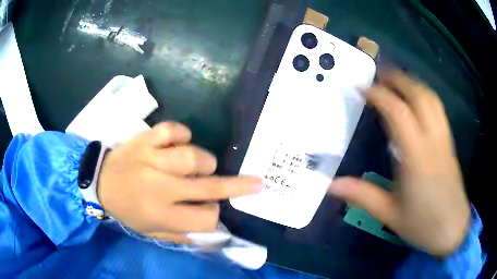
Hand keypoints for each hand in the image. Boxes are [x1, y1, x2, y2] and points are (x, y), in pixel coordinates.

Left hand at [97, 122, 261, 242]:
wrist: (99, 183)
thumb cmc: (126, 210)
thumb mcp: (151, 232)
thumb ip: (180, 236)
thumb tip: (210, 235)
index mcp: (163, 215)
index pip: (205, 218)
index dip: (214, 215)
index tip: (211, 210)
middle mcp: (161, 188)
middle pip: (208, 188)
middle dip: (238, 186)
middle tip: (257, 182)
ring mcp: (153, 159)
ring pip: (193, 156)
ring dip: (204, 160)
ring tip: (200, 164)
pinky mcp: (145, 140)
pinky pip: (172, 130)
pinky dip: (182, 133)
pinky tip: (179, 140)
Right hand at [328, 70, 470, 255]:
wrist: (452, 229)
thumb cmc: (422, 224)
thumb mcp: (389, 214)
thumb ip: (362, 196)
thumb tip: (331, 186)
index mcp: (416, 158)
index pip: (398, 112)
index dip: (379, 95)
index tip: (361, 88)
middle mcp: (433, 141)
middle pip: (418, 95)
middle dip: (397, 79)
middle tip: (378, 75)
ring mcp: (444, 139)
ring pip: (431, 98)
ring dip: (412, 83)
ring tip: (395, 80)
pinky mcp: (449, 143)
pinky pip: (437, 108)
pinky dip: (424, 95)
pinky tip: (416, 99)